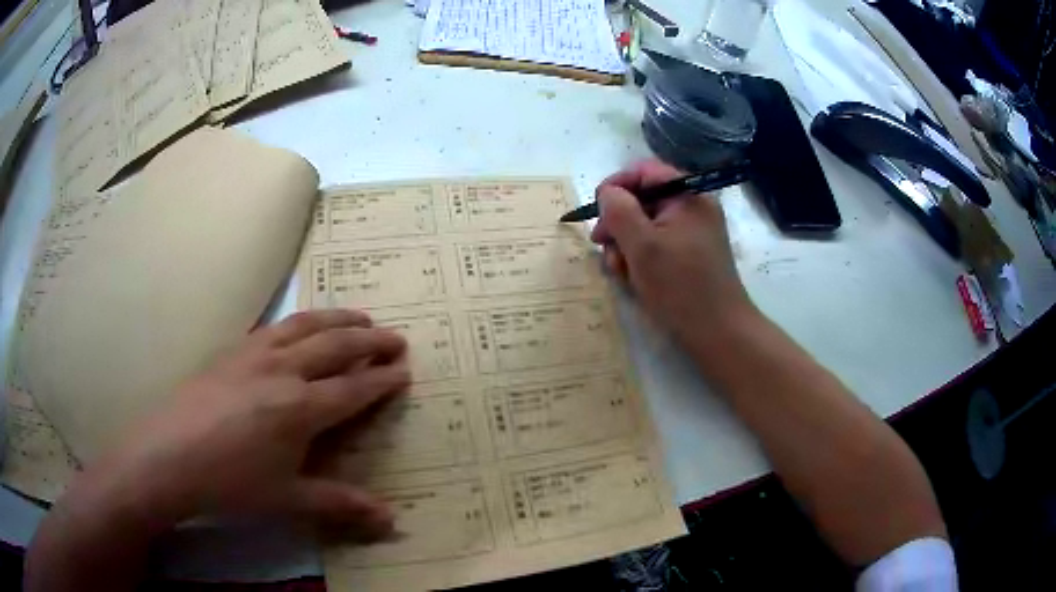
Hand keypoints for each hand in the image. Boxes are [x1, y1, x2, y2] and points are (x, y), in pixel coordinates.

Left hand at [87, 309, 409, 538]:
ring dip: (337, 319)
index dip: (382, 379)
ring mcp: (254, 355)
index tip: (405, 369)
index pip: (353, 389)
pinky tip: (298, 326)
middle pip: (335, 346)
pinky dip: (299, 321)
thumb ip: (340, 504)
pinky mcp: (231, 351)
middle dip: (370, 341)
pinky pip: (274, 327)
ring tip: (359, 317)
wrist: (167, 457)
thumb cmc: (230, 483)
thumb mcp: (288, 499)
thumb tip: (391, 521)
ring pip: (304, 326)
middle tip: (395, 337)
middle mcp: (283, 371)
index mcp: (300, 408)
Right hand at [591, 161, 757, 351]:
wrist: (719, 332)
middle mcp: (693, 207)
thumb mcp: (642, 245)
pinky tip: (634, 279)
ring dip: (626, 243)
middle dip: (619, 221)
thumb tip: (607, 192)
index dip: (616, 185)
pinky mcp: (691, 255)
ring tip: (620, 271)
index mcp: (687, 195)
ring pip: (646, 225)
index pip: (644, 171)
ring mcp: (693, 232)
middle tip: (601, 246)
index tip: (596, 211)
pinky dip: (641, 257)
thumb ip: (619, 210)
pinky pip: (658, 244)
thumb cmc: (680, 286)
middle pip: (643, 199)